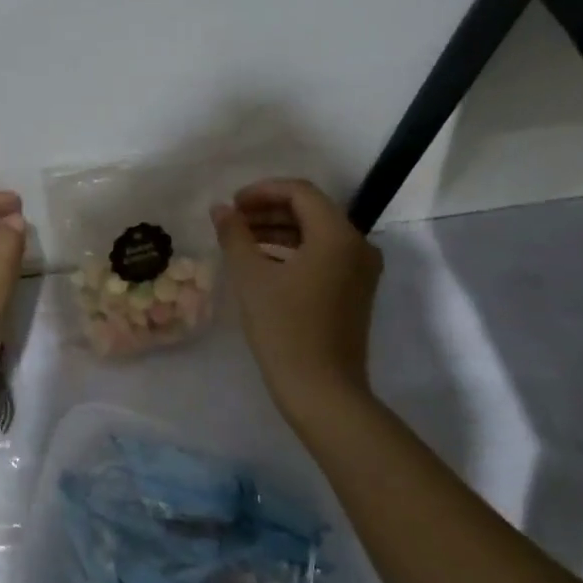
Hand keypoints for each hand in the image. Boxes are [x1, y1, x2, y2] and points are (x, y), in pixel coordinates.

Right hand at [212, 178, 381, 419]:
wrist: (322, 391)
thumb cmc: (285, 328)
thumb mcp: (251, 277)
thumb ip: (235, 235)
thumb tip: (221, 209)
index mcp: (337, 236)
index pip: (300, 192)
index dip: (262, 191)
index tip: (232, 205)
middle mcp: (357, 246)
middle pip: (311, 210)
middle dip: (269, 210)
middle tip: (233, 220)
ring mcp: (360, 271)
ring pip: (316, 233)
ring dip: (279, 230)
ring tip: (241, 240)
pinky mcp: (355, 291)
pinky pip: (323, 255)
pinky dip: (293, 250)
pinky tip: (263, 262)